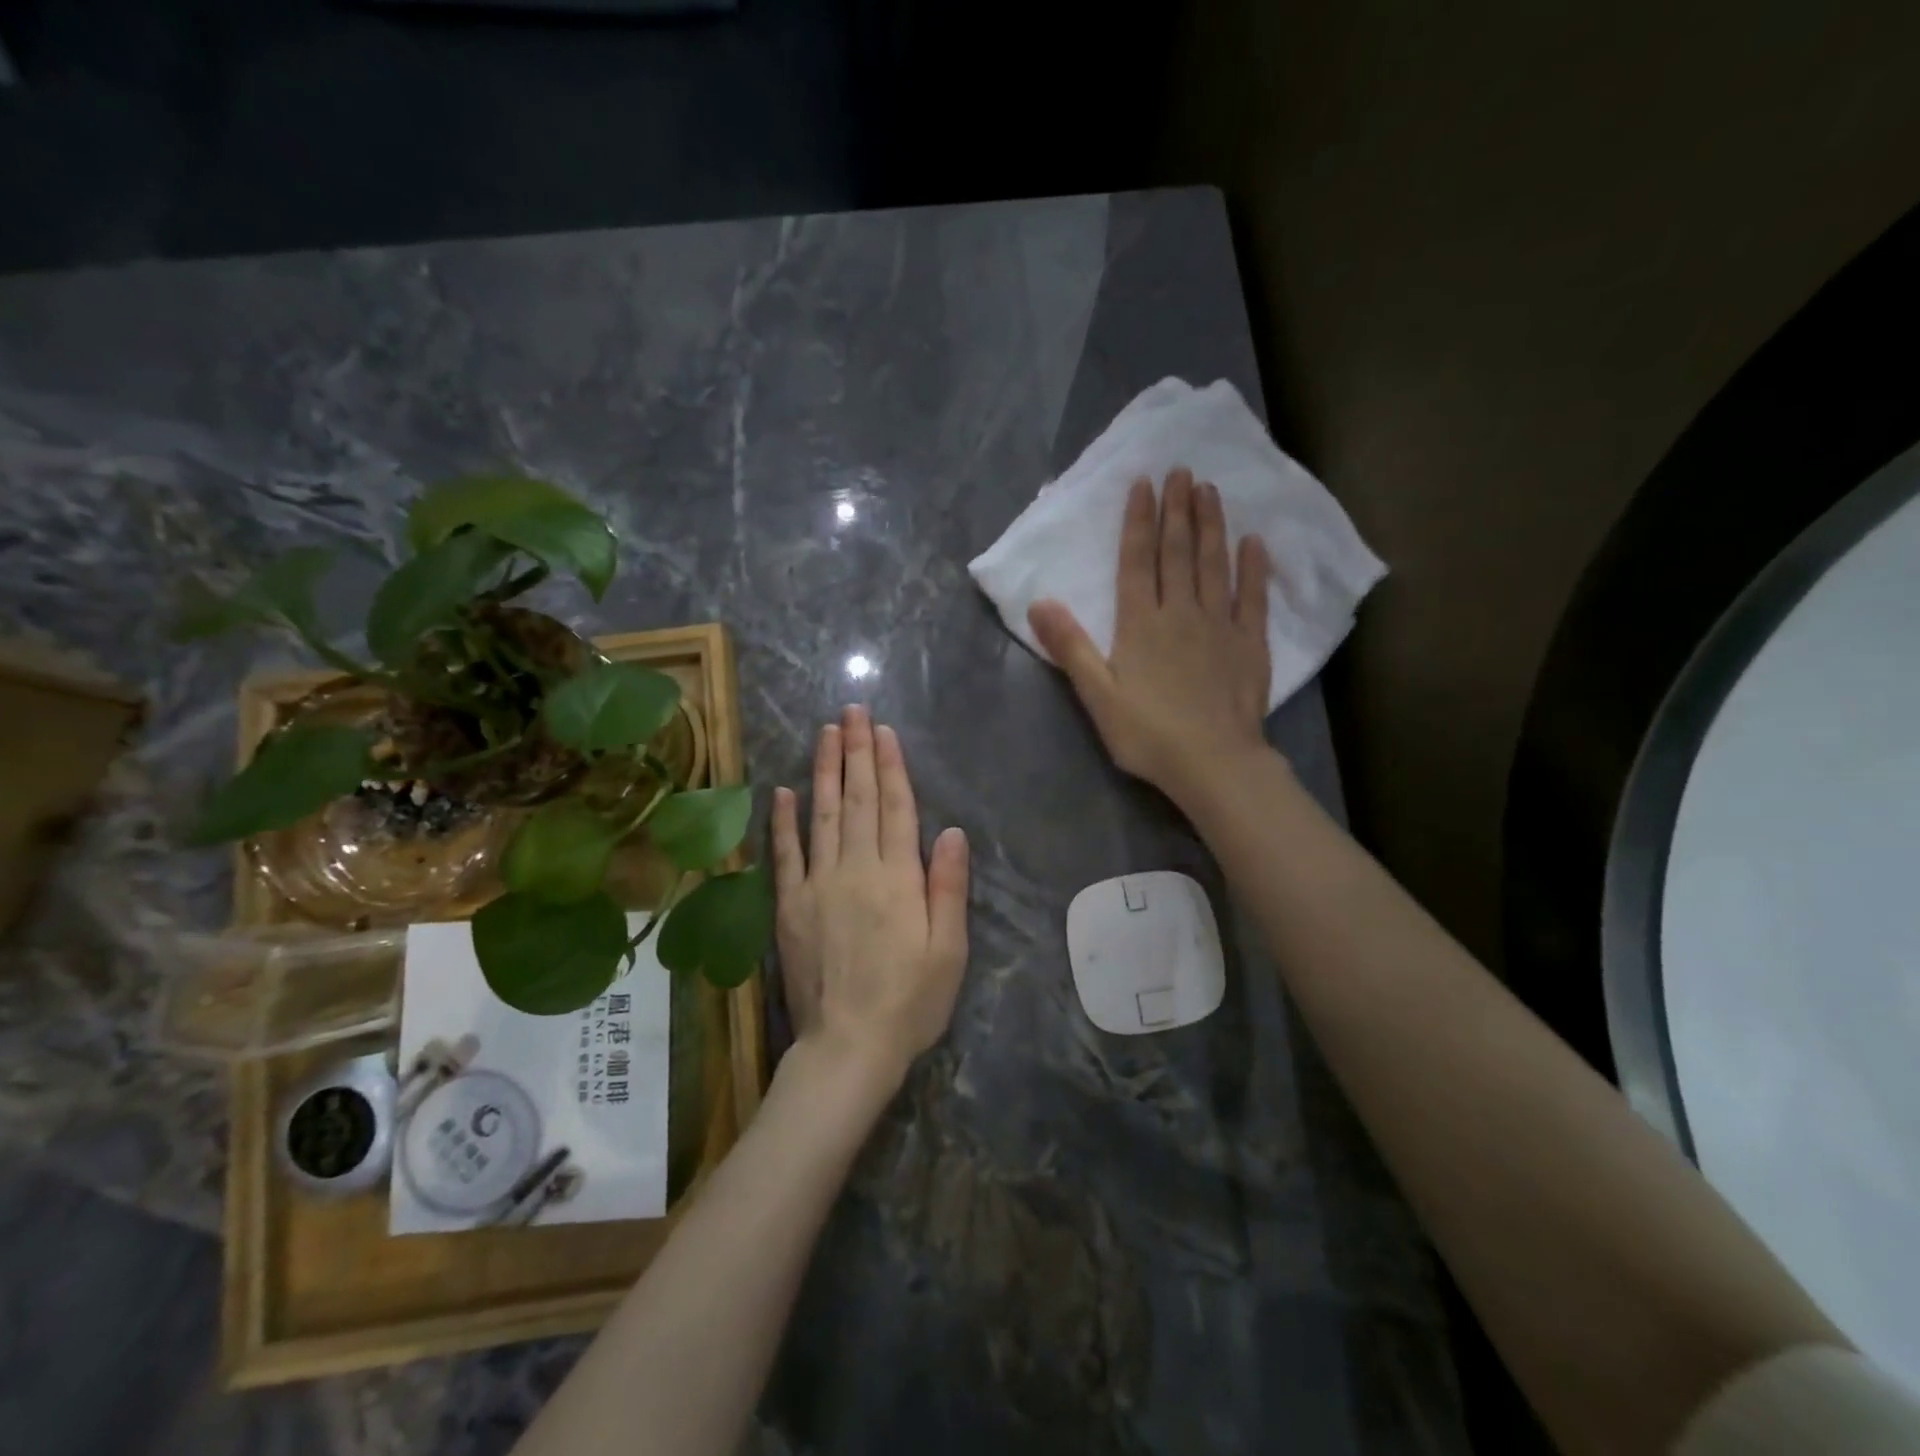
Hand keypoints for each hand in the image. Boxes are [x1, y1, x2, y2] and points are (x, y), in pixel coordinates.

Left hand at [770, 706, 969, 1096]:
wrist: (847, 1048)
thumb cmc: (910, 1002)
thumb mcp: (948, 950)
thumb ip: (947, 887)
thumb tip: (950, 831)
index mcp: (897, 878)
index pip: (894, 808)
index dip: (889, 766)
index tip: (883, 731)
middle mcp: (855, 870)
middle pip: (856, 800)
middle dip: (856, 752)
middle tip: (853, 711)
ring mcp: (817, 885)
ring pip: (821, 815)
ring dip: (823, 770)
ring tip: (825, 732)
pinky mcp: (790, 907)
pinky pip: (785, 856)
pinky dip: (783, 822)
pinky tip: (783, 791)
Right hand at [1028, 468, 1271, 808]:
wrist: (1213, 763)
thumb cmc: (1148, 734)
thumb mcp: (1097, 696)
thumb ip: (1070, 647)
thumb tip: (1039, 603)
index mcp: (1141, 624)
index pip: (1137, 561)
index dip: (1139, 520)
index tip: (1144, 483)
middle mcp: (1181, 613)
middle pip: (1178, 552)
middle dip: (1177, 509)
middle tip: (1182, 470)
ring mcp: (1220, 625)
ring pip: (1214, 564)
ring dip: (1212, 525)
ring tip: (1210, 490)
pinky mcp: (1250, 644)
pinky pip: (1252, 597)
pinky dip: (1253, 568)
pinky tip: (1254, 542)